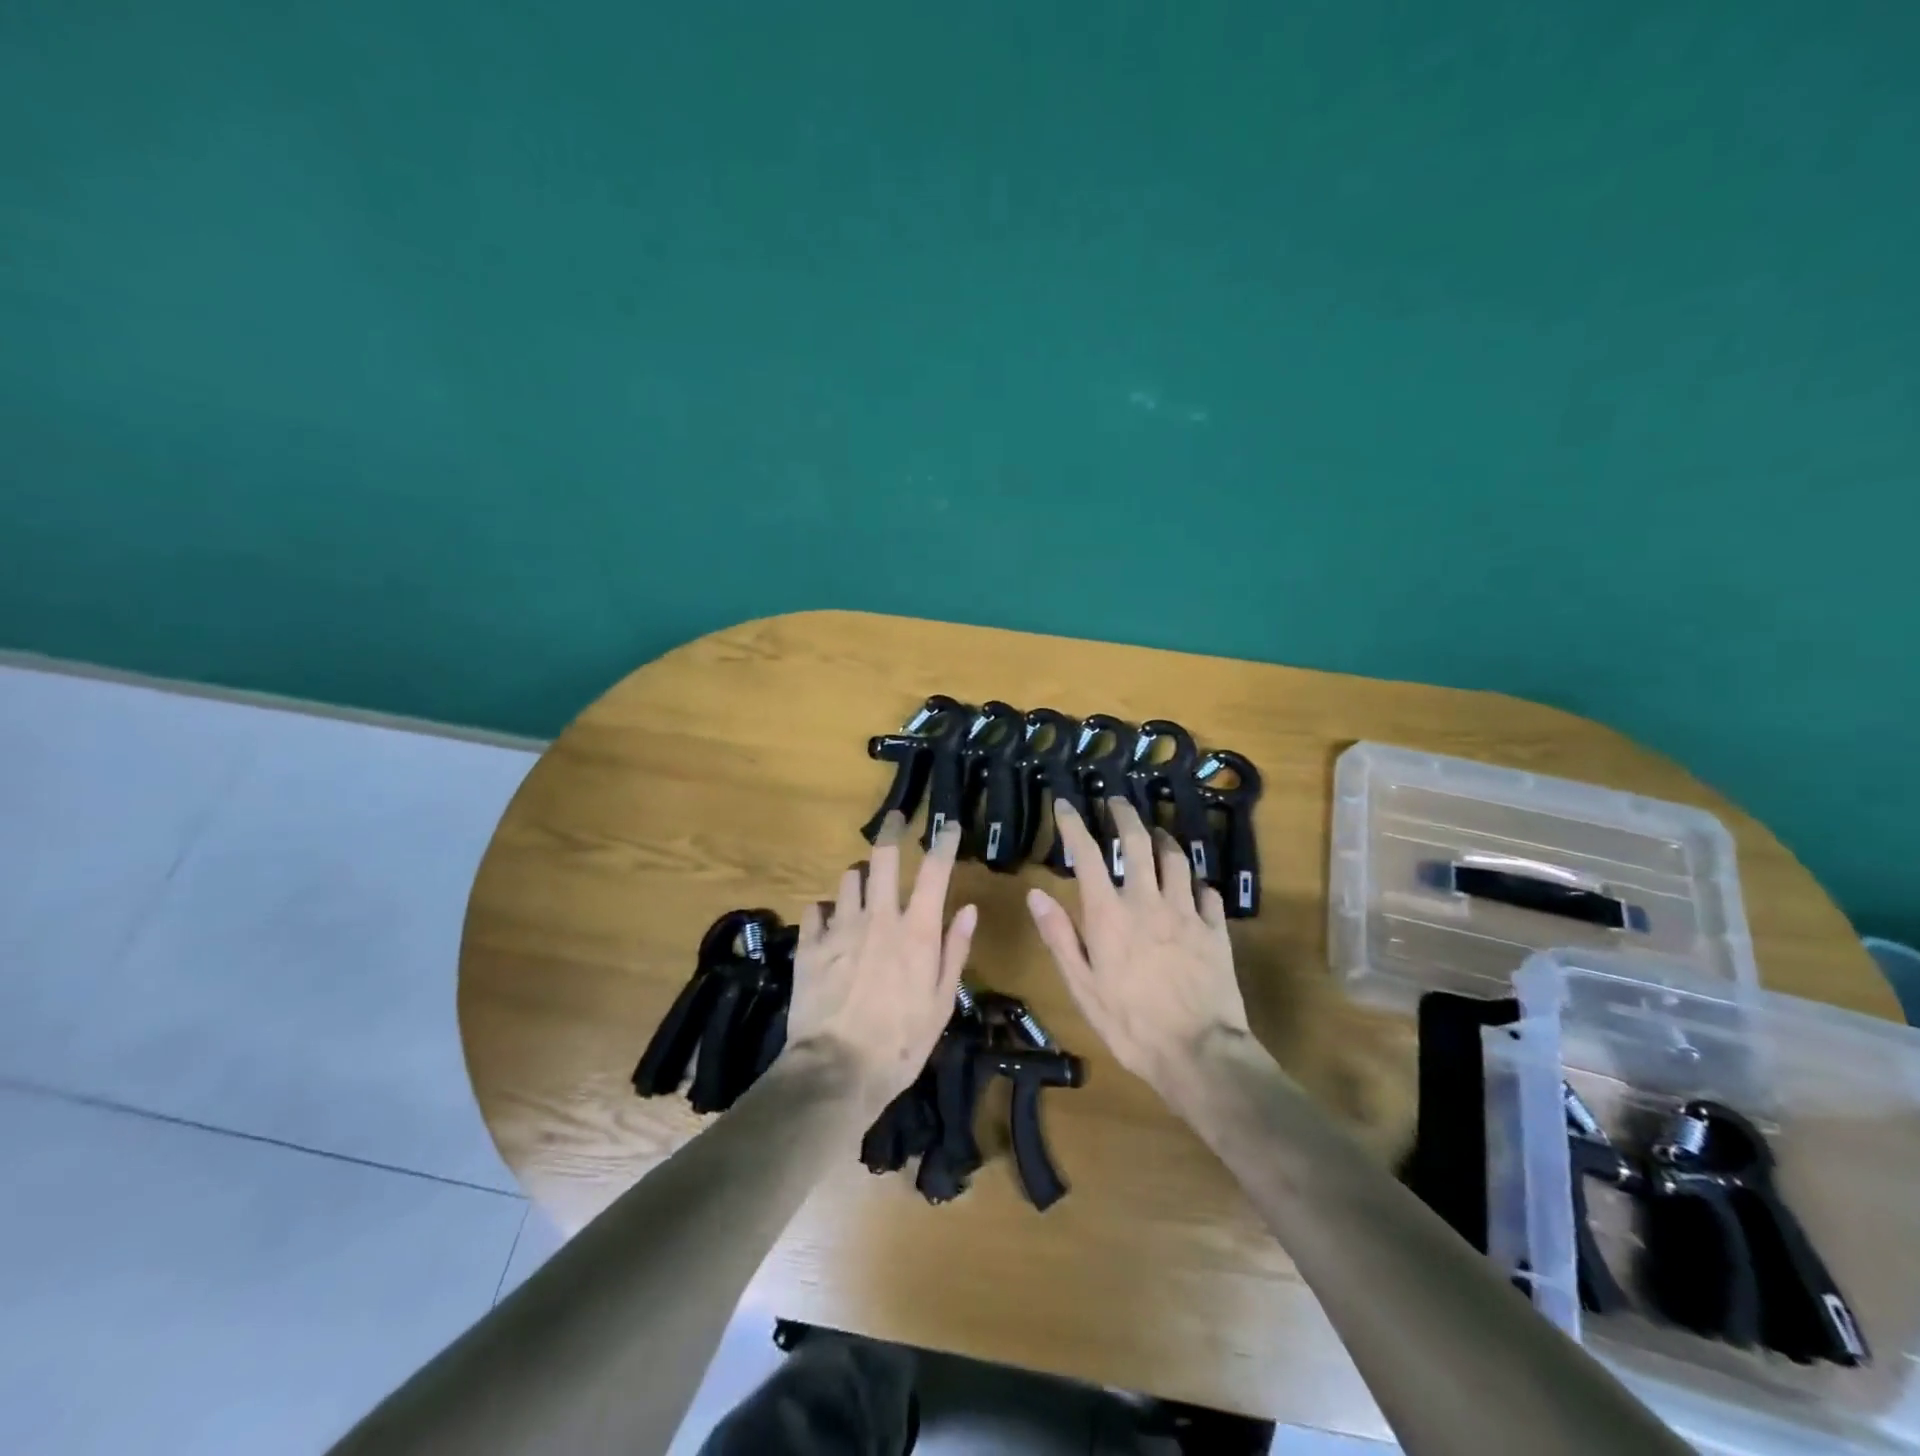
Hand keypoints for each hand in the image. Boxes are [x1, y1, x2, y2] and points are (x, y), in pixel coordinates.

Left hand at [787, 812, 975, 1113]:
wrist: (836, 1070)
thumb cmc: (900, 1043)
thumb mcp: (941, 1003)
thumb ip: (955, 951)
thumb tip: (969, 909)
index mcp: (916, 931)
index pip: (934, 871)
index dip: (942, 842)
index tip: (947, 825)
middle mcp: (878, 918)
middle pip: (883, 858)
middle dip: (891, 831)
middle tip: (894, 819)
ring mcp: (840, 928)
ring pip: (848, 879)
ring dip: (859, 876)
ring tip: (863, 884)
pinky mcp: (809, 945)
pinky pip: (816, 910)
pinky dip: (826, 910)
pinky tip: (830, 922)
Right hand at [1026, 797, 1256, 1108]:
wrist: (1199, 1053)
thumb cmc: (1130, 1024)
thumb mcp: (1082, 986)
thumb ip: (1060, 937)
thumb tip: (1036, 894)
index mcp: (1109, 914)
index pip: (1087, 854)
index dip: (1073, 824)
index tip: (1066, 804)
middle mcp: (1148, 901)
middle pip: (1137, 842)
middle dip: (1125, 815)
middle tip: (1117, 801)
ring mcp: (1187, 912)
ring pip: (1177, 859)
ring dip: (1164, 840)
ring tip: (1157, 833)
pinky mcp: (1216, 930)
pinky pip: (1208, 893)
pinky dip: (1198, 883)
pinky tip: (1194, 887)